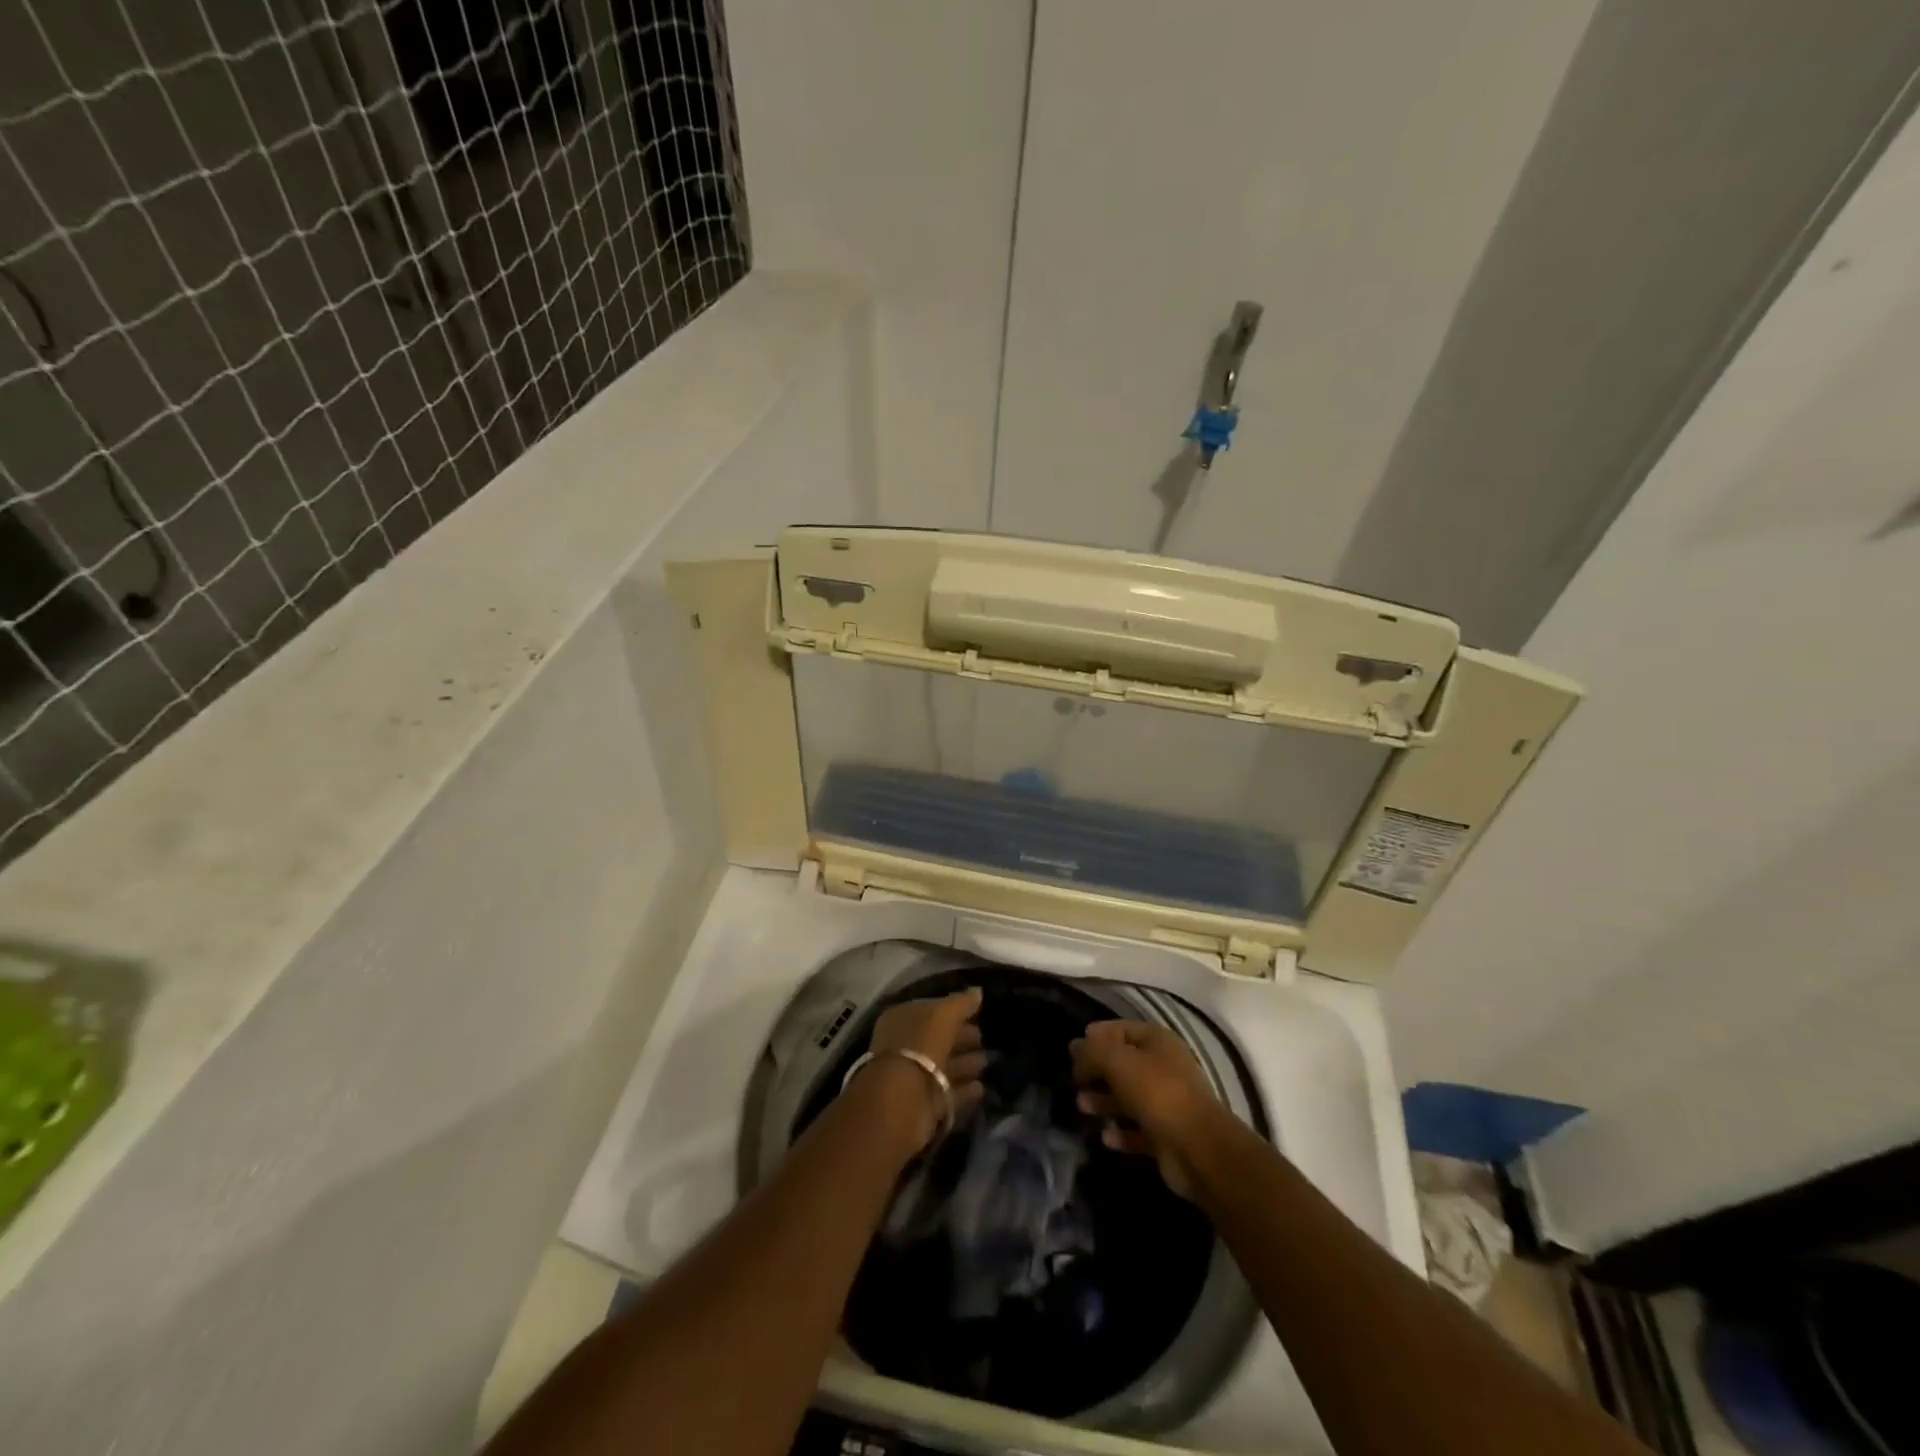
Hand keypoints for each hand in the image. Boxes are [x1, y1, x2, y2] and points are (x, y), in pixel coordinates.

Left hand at [861, 988, 987, 1150]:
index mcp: (902, 1019)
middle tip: (984, 1038)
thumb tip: (977, 992)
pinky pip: (947, 1093)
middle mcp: (904, 1046)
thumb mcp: (942, 1015)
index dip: (954, 1011)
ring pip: (943, 1066)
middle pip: (937, 1039)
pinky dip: (964, 1090)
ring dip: (965, 1064)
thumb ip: (961, 1003)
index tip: (977, 1013)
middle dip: (961, 1038)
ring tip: (987, 1062)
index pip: (931, 1011)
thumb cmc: (920, 1045)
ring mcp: (912, 1077)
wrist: (902, 1100)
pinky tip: (981, 1088)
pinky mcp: (922, 1105)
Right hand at [1071, 1019, 1221, 1197]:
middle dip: (1097, 1071)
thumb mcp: (1118, 1061)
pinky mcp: (1166, 1136)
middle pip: (1124, 1064)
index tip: (1073, 1050)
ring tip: (1081, 1107)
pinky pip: (1137, 1130)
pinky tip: (1104, 1137)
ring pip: (1128, 1097)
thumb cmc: (1157, 1093)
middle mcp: (1164, 1068)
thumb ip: (1093, 1051)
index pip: (1121, 1029)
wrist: (1198, 1149)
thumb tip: (1075, 1046)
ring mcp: (1167, 1103)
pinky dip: (1120, 1132)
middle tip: (1074, 1081)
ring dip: (1104, 1101)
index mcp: (1158, 1042)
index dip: (1097, 1036)